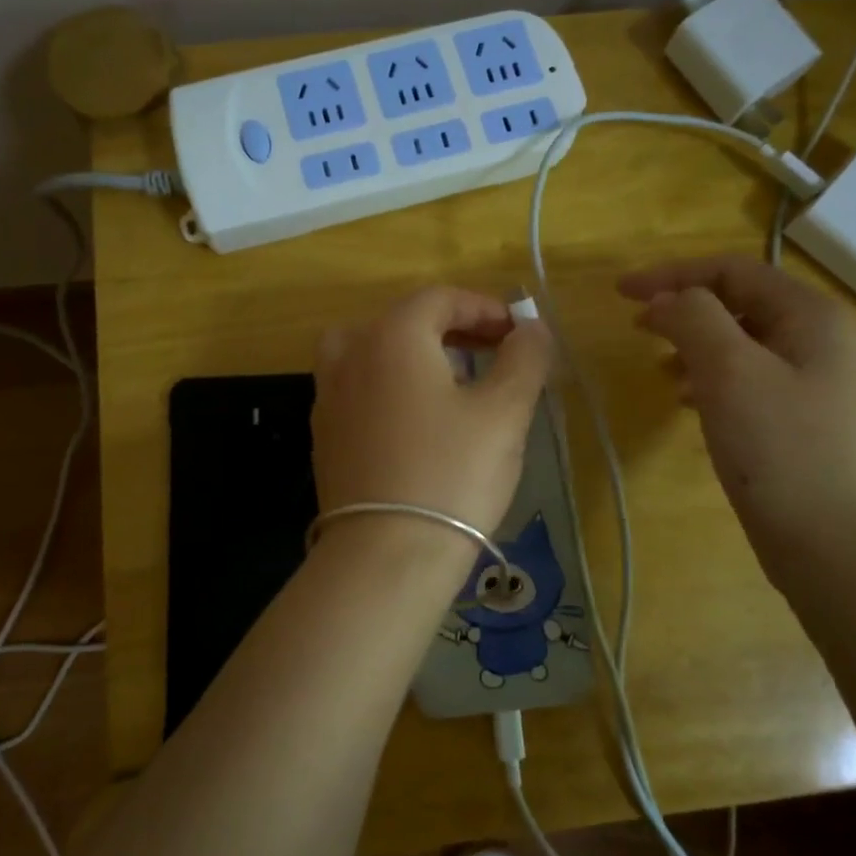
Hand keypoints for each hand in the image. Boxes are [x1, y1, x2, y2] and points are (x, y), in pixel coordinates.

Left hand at [313, 287, 552, 544]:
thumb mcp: (504, 412)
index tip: (518, 334)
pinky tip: (417, 423)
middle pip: (403, 321)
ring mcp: (328, 395)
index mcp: (391, 336)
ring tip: (452, 383)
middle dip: (453, 329)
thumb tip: (532, 329)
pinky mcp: (324, 434)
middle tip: (492, 354)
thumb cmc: (451, 474)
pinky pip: (359, 388)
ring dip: (416, 355)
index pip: (440, 298)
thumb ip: (525, 359)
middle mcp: (350, 354)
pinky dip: (390, 386)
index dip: (485, 308)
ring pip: (373, 352)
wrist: (385, 556)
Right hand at [619, 256, 855, 581]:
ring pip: (740, 344)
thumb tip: (666, 300)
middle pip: (739, 303)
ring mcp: (814, 383)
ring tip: (659, 368)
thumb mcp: (730, 371)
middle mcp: (818, 340)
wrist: (837, 548)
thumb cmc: (782, 449)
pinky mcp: (800, 422)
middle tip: (637, 326)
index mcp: (810, 315)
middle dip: (683, 308)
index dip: (672, 274)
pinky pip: (747, 381)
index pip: (732, 270)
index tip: (621, 293)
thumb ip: (693, 319)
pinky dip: (710, 380)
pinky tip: (688, 403)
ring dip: (694, 345)